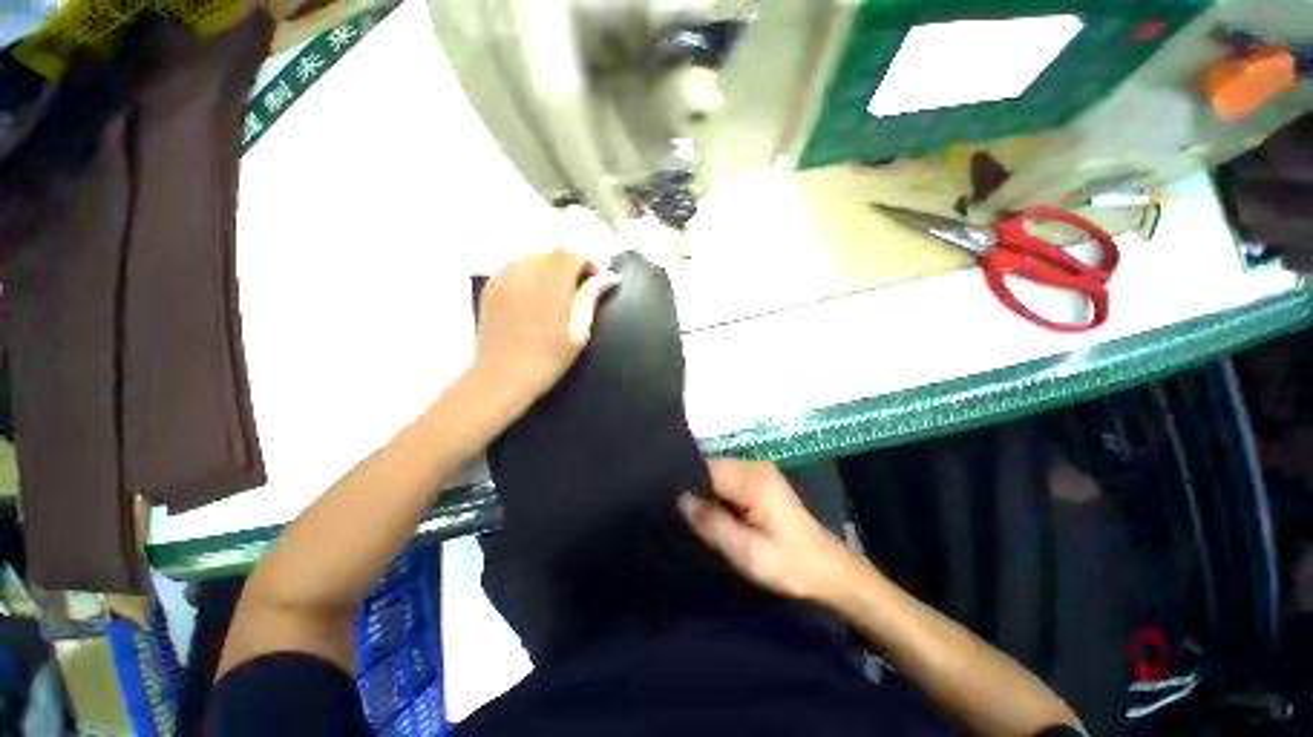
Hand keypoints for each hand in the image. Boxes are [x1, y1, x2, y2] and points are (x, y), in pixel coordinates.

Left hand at [476, 248, 618, 398]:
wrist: (503, 376)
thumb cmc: (548, 359)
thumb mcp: (578, 333)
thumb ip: (590, 299)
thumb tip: (609, 277)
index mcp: (551, 286)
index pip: (571, 254)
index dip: (586, 262)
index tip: (593, 279)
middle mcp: (526, 274)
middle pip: (552, 253)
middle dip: (568, 265)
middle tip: (575, 288)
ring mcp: (504, 277)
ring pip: (533, 257)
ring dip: (548, 267)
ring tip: (553, 292)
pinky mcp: (490, 285)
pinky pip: (515, 266)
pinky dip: (529, 272)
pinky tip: (532, 294)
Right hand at [679, 459, 864, 603]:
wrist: (829, 569)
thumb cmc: (790, 564)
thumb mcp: (748, 553)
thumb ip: (713, 524)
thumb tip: (682, 499)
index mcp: (752, 478)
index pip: (705, 465)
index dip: (683, 479)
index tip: (664, 495)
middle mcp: (753, 465)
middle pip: (709, 466)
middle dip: (692, 485)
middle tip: (674, 509)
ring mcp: (757, 471)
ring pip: (716, 473)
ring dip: (703, 491)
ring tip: (687, 512)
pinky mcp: (759, 480)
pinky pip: (726, 480)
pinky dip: (715, 494)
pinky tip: (709, 511)